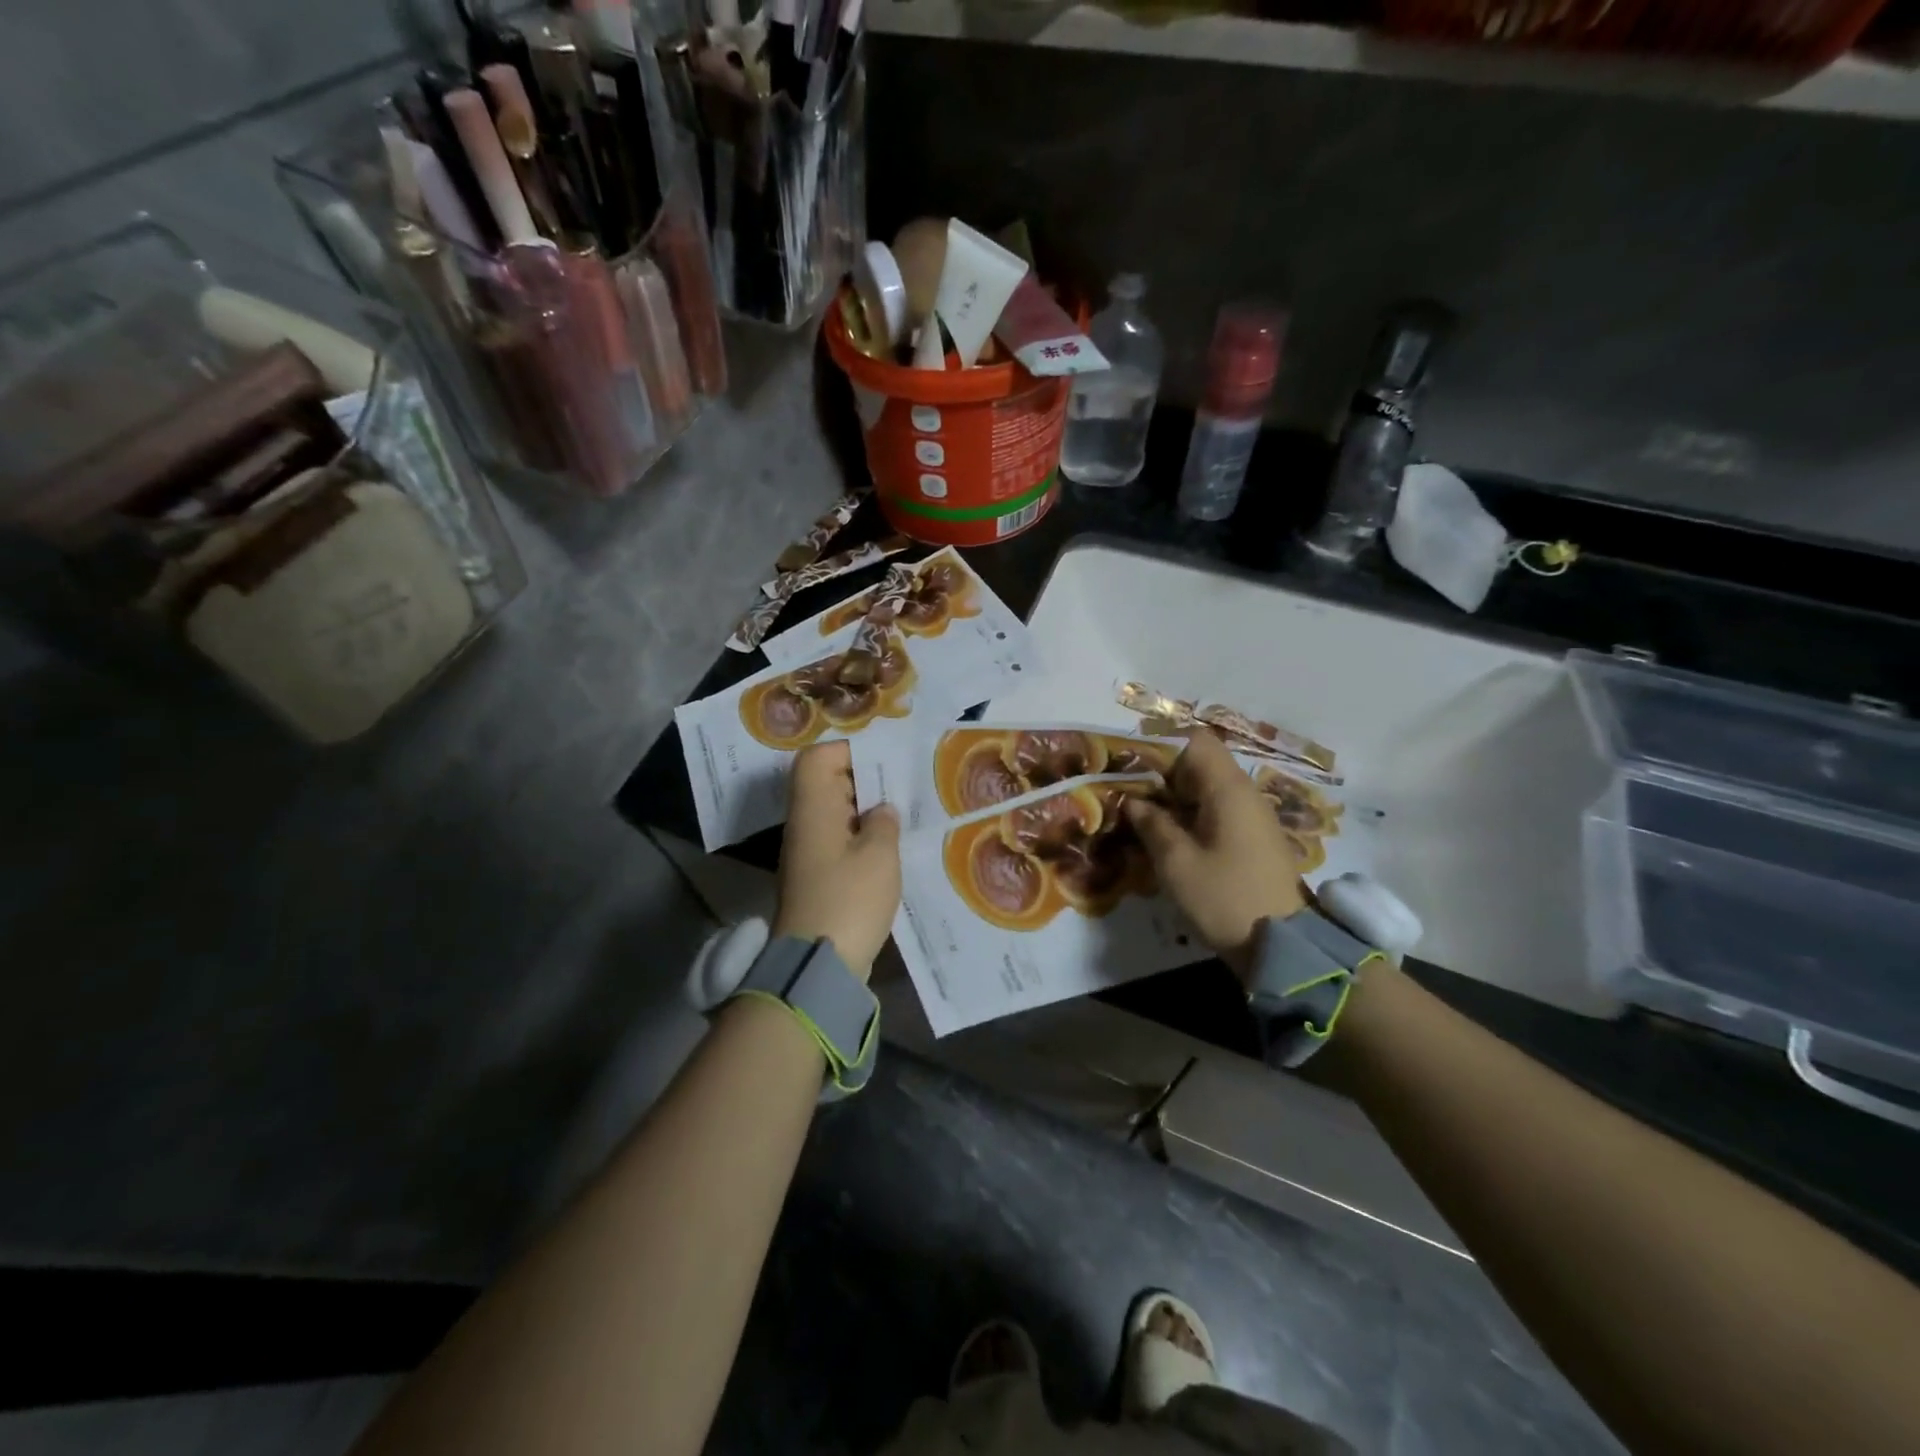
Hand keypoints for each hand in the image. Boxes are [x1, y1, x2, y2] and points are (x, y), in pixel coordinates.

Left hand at [772, 742, 901, 979]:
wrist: (817, 964)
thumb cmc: (849, 899)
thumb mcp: (879, 855)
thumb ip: (884, 822)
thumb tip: (881, 810)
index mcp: (813, 808)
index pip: (816, 758)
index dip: (848, 750)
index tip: (885, 759)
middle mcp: (805, 823)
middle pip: (826, 782)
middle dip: (864, 778)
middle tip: (903, 784)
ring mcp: (808, 851)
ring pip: (835, 812)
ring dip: (866, 809)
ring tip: (903, 812)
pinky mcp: (817, 876)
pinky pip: (839, 840)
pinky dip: (862, 836)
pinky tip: (891, 845)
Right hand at [1125, 730, 1305, 980]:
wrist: (1283, 946)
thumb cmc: (1224, 897)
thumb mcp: (1176, 862)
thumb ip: (1152, 824)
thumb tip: (1133, 800)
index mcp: (1227, 788)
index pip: (1194, 740)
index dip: (1159, 744)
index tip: (1128, 762)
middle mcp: (1244, 792)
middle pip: (1199, 762)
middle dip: (1160, 772)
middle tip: (1125, 790)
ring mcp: (1251, 816)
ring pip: (1206, 787)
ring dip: (1173, 795)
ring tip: (1139, 813)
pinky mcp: (1252, 838)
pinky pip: (1216, 809)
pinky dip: (1189, 813)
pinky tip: (1166, 834)